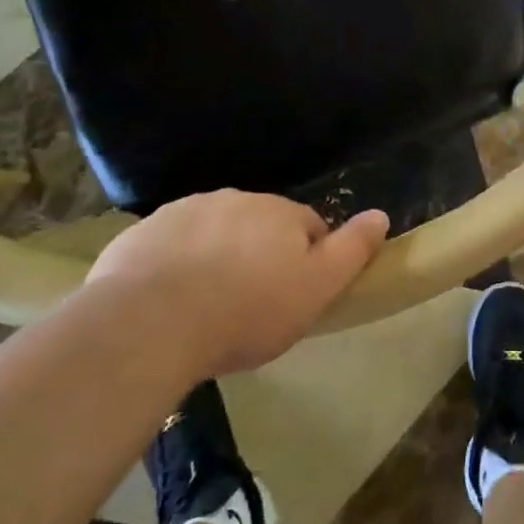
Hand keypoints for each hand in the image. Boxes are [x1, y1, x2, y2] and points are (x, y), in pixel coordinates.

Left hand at [86, 191, 388, 374]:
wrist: (150, 323)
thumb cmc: (247, 310)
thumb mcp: (316, 289)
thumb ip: (352, 250)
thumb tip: (380, 215)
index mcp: (280, 212)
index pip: (309, 226)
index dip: (308, 261)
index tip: (295, 297)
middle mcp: (236, 199)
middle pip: (260, 225)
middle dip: (260, 254)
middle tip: (251, 305)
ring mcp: (185, 211)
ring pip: (215, 232)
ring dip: (218, 256)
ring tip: (208, 306)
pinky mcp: (143, 233)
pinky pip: (171, 246)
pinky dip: (176, 264)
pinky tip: (169, 302)